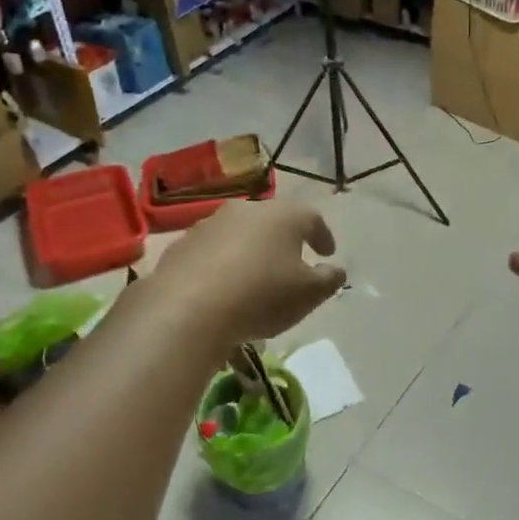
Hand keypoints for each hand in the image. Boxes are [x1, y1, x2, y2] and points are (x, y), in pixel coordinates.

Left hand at [151, 197, 346, 342]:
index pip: (312, 218)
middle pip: (272, 220)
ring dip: (251, 251)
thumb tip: (336, 269)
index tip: (327, 253)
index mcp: (283, 216)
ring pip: (240, 234)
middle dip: (285, 239)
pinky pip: (212, 251)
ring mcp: (210, 224)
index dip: (322, 236)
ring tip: (256, 278)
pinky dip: (223, 264)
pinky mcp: (182, 245)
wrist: (187, 309)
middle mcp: (246, 210)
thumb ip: (329, 279)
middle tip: (292, 261)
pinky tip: (224, 287)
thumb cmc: (261, 296)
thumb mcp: (309, 294)